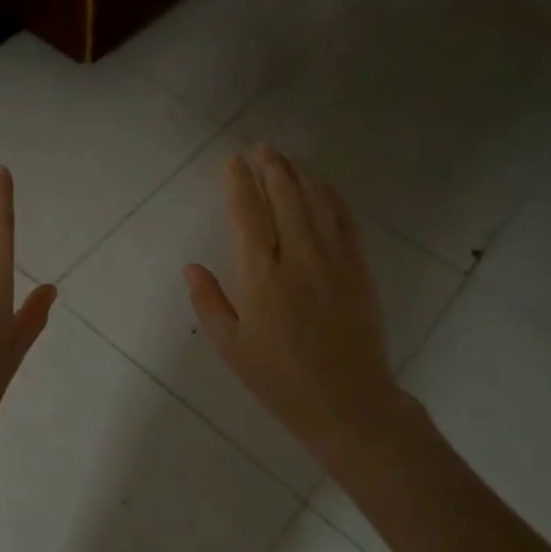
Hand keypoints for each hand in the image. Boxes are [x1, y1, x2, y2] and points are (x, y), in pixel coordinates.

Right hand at [184, 146, 409, 464]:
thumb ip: (209, 302)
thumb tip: (191, 266)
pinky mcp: (359, 269)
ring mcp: (334, 260)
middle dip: (270, 166)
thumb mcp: (231, 347)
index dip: (238, 182)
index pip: (247, 213)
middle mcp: (298, 258)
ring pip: (316, 201)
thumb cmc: (280, 380)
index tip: (231, 160)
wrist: (349, 404)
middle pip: (284, 196)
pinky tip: (322, 186)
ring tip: (286, 157)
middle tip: (260, 147)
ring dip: (300, 174)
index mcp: (261, 276)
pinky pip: (345, 221)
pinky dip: (332, 196)